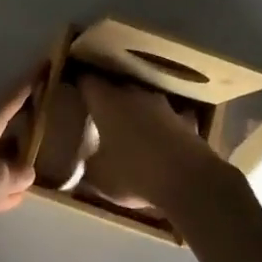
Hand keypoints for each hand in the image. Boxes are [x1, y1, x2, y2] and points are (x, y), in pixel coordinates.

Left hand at [0, 76, 37, 239]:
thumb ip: (17, 174)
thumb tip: (25, 172)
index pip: (13, 95)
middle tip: (52, 114)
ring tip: (38, 160)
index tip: (48, 62)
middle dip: (26, 119)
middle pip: (4, 123)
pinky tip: (12, 197)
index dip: (32, 80)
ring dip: (14, 156)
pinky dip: (0, 184)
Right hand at [77, 75, 227, 214]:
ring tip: (130, 127)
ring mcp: (163, 105)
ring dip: (137, 110)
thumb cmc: (133, 173)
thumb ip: (88, 163)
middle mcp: (133, 95)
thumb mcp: (98, 177)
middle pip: (116, 88)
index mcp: (106, 102)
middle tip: (99, 113)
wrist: (188, 180)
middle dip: (108, 98)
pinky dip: (163, 126)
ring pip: (143, 101)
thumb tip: (84, 160)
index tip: (73, 91)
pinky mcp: (186, 120)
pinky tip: (162, 139)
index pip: (87, 81)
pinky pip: (169, 119)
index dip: (79, 85)